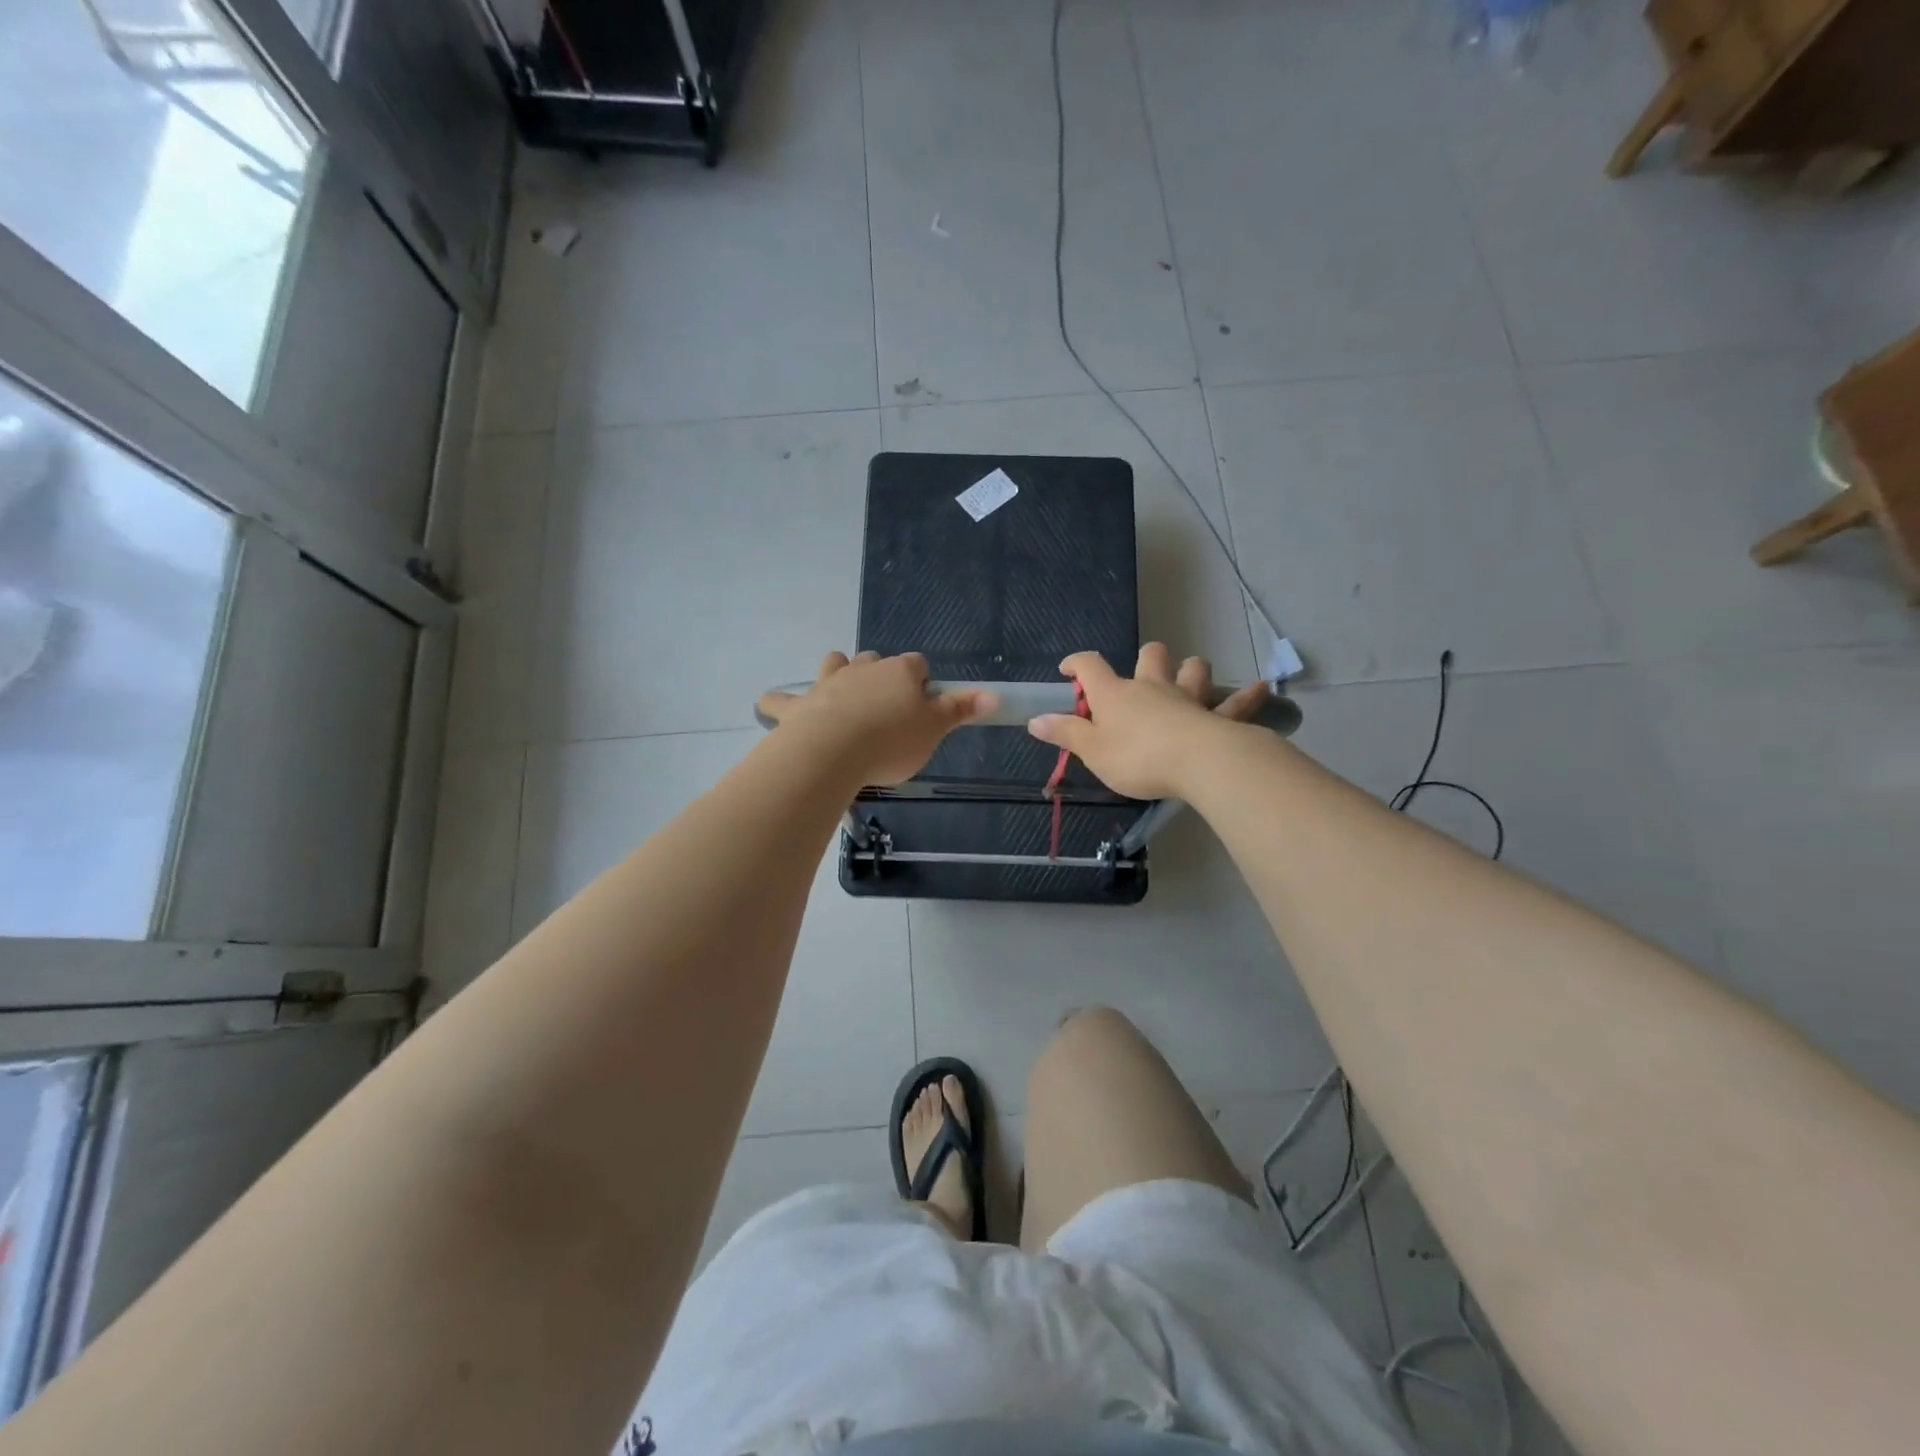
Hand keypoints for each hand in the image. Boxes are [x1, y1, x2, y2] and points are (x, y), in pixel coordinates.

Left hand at [757, 651, 997, 786]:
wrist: (832, 753)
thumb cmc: (890, 742)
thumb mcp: (934, 730)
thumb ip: (960, 710)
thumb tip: (994, 694)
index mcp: (898, 672)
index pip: (917, 665)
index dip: (922, 682)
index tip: (922, 705)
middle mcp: (862, 669)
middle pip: (875, 660)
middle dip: (880, 675)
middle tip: (886, 708)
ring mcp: (827, 683)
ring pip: (833, 664)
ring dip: (837, 674)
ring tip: (841, 697)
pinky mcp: (798, 706)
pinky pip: (781, 699)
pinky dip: (780, 703)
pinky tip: (777, 709)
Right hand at [1027, 643, 1269, 798]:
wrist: (1198, 763)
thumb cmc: (1137, 757)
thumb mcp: (1092, 751)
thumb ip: (1065, 734)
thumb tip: (1035, 720)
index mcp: (1116, 694)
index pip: (1090, 666)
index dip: (1076, 663)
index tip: (1068, 670)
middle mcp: (1152, 687)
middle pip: (1150, 656)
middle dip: (1145, 659)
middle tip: (1140, 676)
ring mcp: (1188, 698)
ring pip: (1192, 669)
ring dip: (1190, 670)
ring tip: (1189, 678)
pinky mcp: (1218, 717)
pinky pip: (1236, 703)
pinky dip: (1247, 696)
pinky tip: (1261, 689)